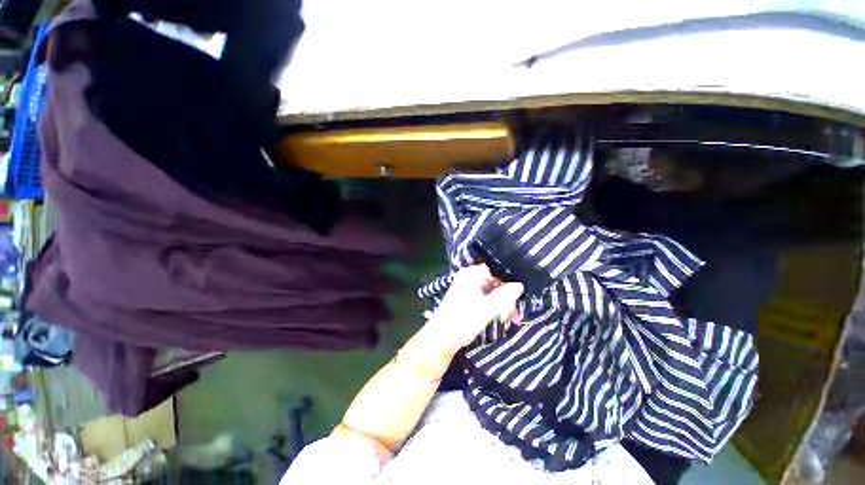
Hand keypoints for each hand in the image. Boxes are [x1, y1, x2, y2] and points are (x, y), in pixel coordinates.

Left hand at [426, 264, 523, 351]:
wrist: (441, 338)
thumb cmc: (463, 320)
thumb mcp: (488, 308)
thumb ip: (505, 295)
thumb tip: (520, 285)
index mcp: (471, 274)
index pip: (496, 270)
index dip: (509, 283)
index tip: (517, 297)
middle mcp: (469, 277)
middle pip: (495, 282)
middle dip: (506, 298)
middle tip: (514, 314)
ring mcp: (467, 288)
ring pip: (491, 292)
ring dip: (502, 304)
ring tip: (510, 319)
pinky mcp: (466, 299)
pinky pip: (485, 298)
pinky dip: (493, 307)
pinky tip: (501, 318)